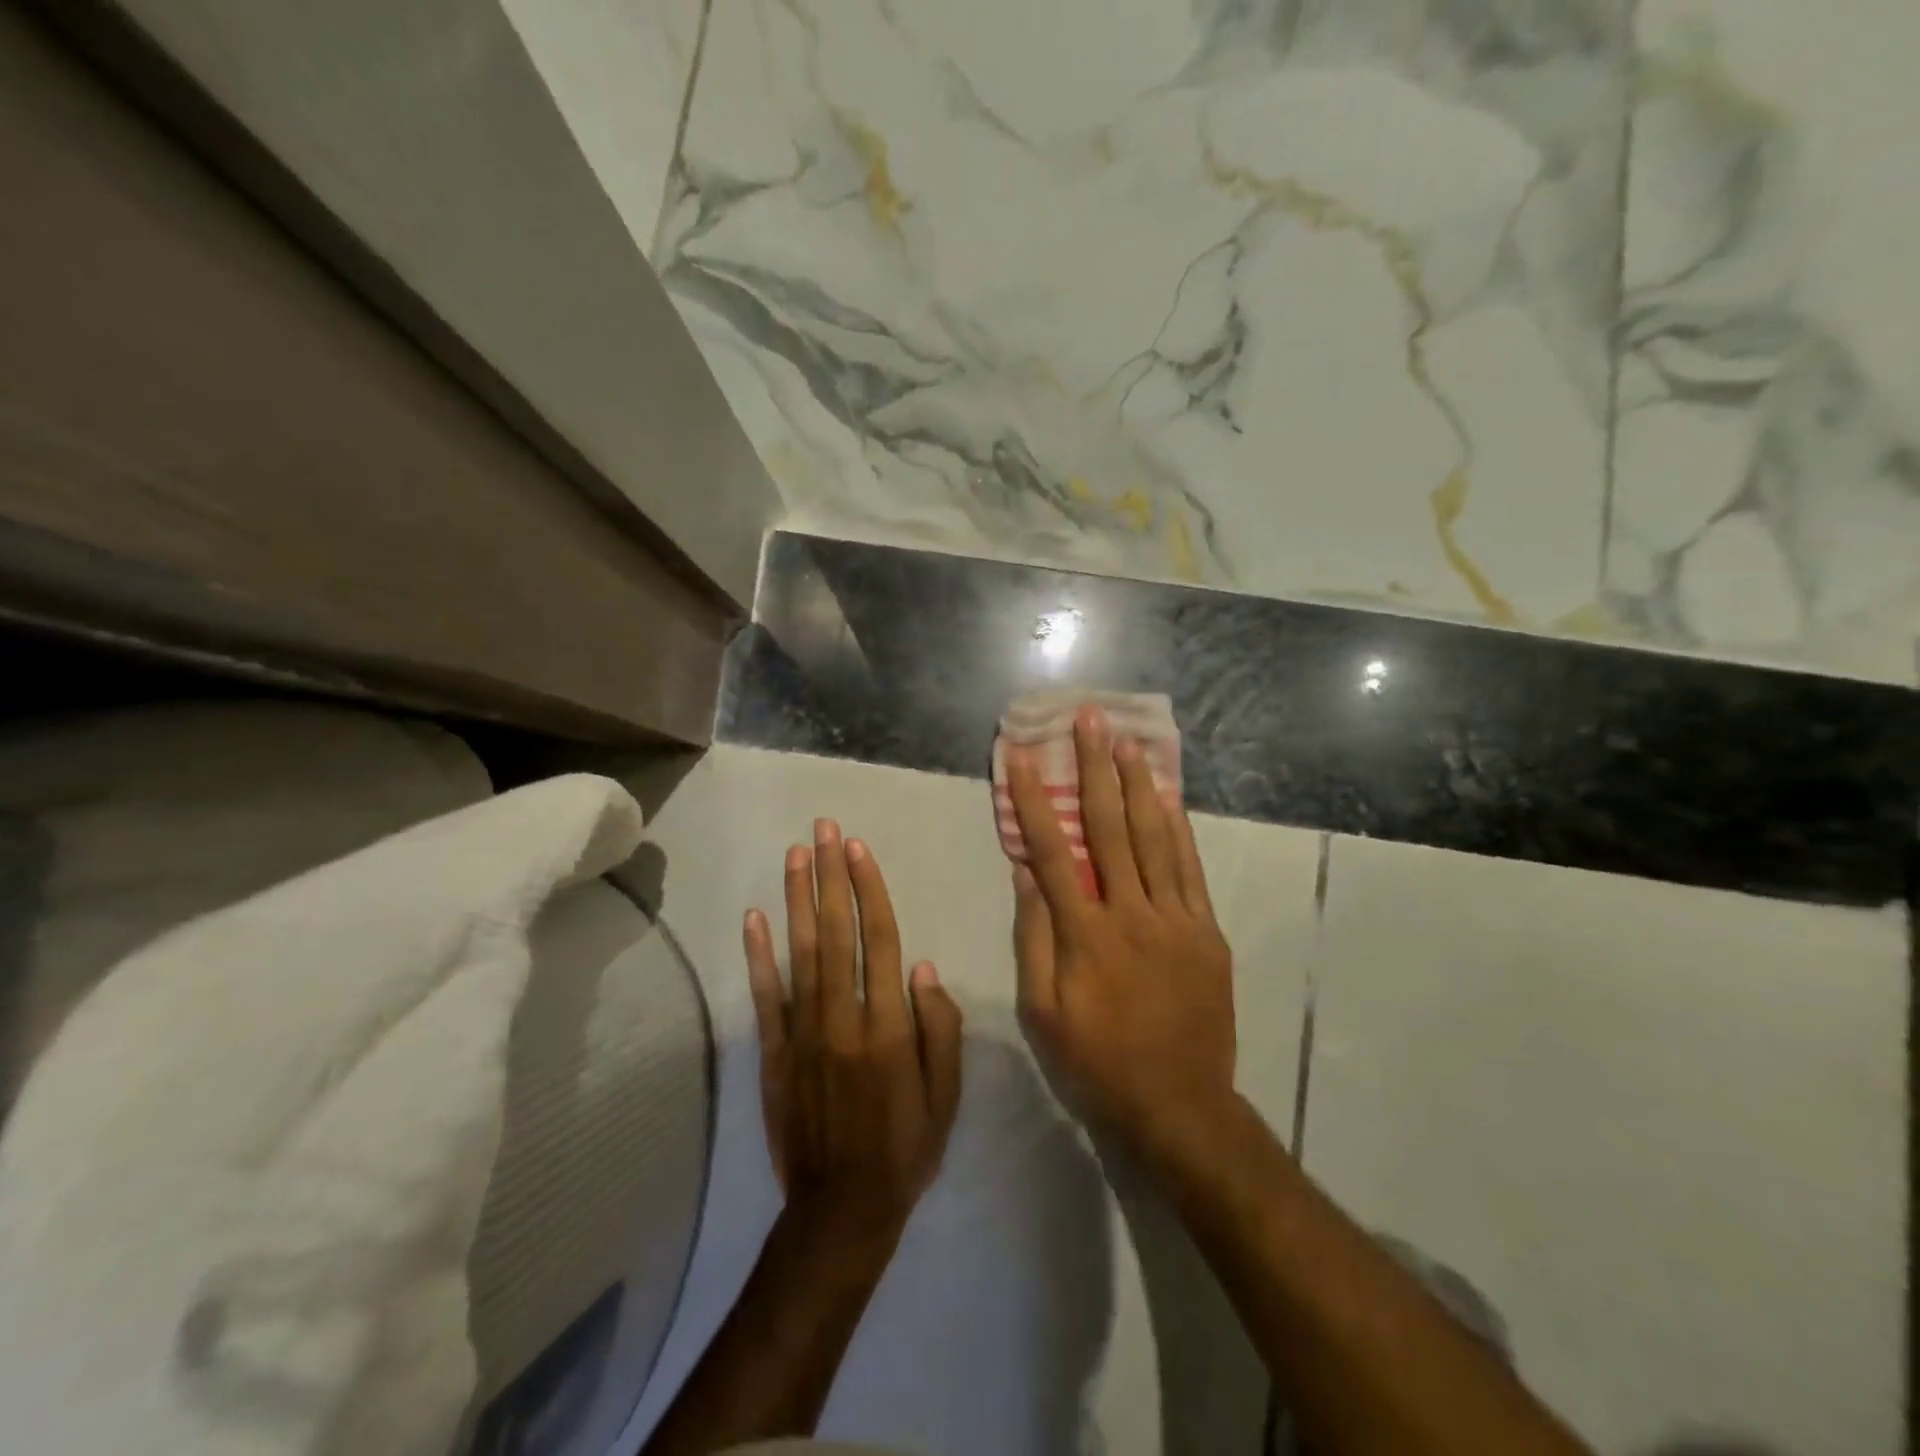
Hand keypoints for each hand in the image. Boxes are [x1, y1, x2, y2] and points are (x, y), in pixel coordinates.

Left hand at [744, 819, 963, 1246]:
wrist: (841, 1211)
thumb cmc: (905, 1148)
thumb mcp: (946, 1096)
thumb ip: (940, 1029)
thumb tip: (925, 968)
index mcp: (888, 1027)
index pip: (880, 941)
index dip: (868, 891)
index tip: (858, 849)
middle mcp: (843, 1019)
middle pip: (836, 933)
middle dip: (830, 877)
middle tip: (824, 829)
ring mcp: (802, 1034)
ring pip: (800, 953)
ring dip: (797, 899)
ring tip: (795, 854)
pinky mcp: (773, 1054)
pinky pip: (764, 997)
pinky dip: (757, 956)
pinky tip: (754, 917)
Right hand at [1007, 705, 1235, 1162]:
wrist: (1180, 1106)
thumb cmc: (1098, 1062)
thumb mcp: (1043, 1013)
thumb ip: (1035, 938)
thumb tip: (1026, 874)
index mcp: (1086, 934)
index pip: (1052, 850)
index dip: (1033, 798)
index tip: (1021, 755)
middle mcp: (1131, 913)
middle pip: (1109, 827)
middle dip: (1095, 768)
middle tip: (1090, 720)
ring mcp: (1176, 919)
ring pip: (1155, 838)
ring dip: (1139, 785)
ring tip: (1129, 741)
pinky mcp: (1206, 931)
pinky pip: (1190, 869)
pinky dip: (1178, 829)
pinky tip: (1168, 798)